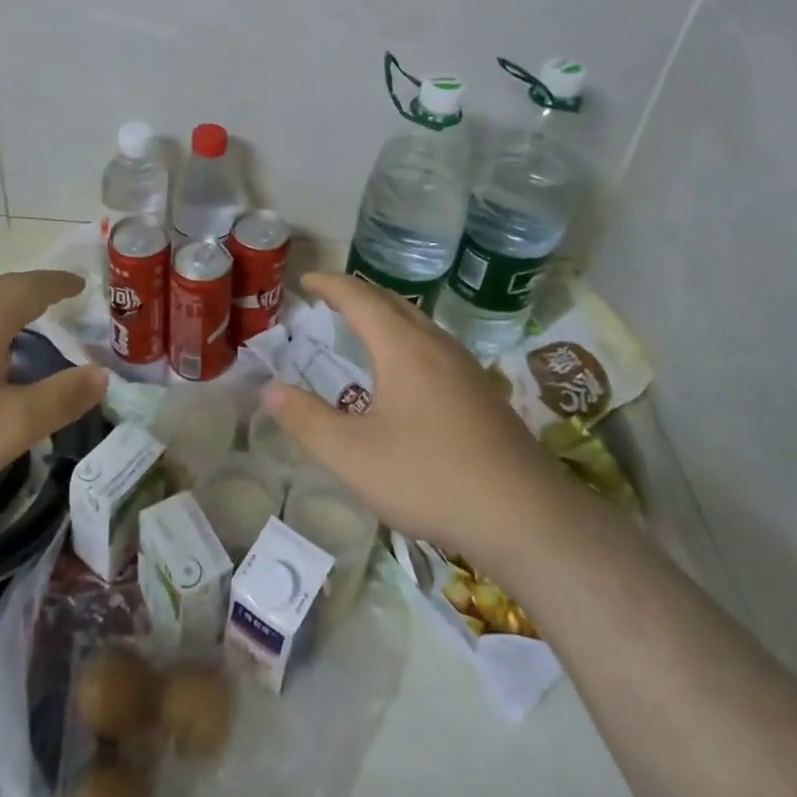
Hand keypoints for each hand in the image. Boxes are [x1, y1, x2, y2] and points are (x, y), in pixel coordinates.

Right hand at [262, 273, 558, 557]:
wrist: (526, 516)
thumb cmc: (429, 477)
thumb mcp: (353, 455)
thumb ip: (307, 420)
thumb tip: (270, 390)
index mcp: (403, 348)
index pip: (360, 299)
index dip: (330, 285)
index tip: (306, 279)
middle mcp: (437, 346)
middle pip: (394, 303)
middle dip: (359, 295)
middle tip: (330, 298)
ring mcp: (467, 369)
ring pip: (420, 325)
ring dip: (387, 316)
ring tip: (365, 327)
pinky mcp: (484, 394)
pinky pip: (436, 348)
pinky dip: (408, 341)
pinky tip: (409, 374)